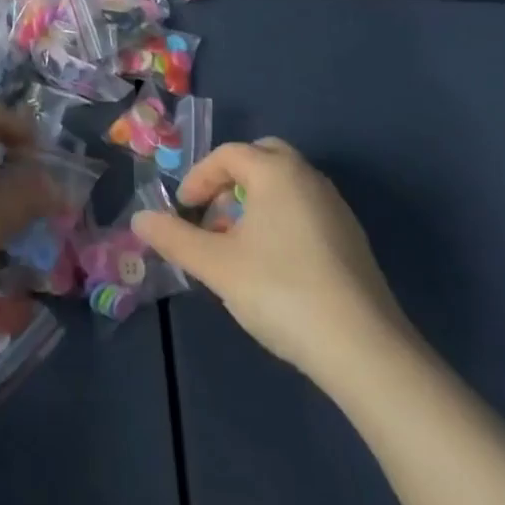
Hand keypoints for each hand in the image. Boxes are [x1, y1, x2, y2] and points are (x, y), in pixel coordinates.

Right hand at [133, 138, 407, 386]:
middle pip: (262, 158)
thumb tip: (139, 218)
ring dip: (256, 202)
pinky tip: (275, 266)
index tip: (183, 211)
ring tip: (238, 245)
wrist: (364, 349)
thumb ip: (175, 238)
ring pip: (285, 185)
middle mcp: (308, 176)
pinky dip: (281, 220)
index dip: (199, 178)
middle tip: (213, 216)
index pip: (228, 155)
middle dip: (231, 181)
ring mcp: (335, 206)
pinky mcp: (352, 239)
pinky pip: (305, 209)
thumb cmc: (282, 291)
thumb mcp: (217, 266)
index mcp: (276, 170)